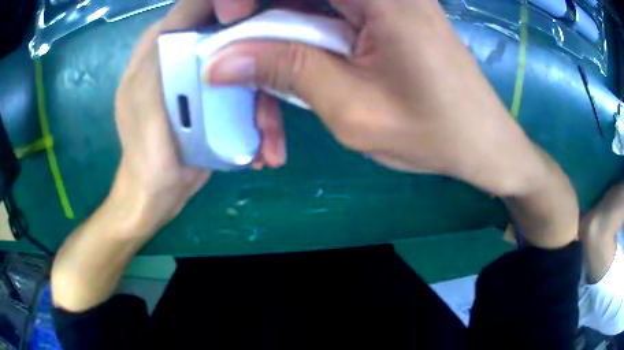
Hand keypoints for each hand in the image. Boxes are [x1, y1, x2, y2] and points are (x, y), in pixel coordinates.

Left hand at [113, 0, 285, 235]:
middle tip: (272, 97)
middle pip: (230, 35)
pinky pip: (246, 93)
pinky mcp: (216, 98)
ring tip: (270, 142)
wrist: (158, 192)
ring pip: (246, 68)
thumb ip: (162, 51)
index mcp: (160, 44)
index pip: (197, 5)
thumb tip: (195, 16)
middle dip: (258, 61)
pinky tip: (263, 146)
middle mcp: (183, 52)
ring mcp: (203, 76)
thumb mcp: (145, 95)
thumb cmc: (146, 148)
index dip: (230, 7)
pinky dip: (259, 119)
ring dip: (263, 104)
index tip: (257, 23)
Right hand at [205, 0, 546, 196]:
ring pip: (297, 9)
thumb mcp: (353, 109)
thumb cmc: (434, 133)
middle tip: (230, 67)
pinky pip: (316, 22)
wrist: (480, 141)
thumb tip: (219, 62)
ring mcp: (375, 1)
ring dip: (271, 53)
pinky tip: (291, 97)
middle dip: (249, 24)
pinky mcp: (374, 16)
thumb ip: (286, 70)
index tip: (226, 24)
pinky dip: (295, 55)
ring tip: (266, 115)